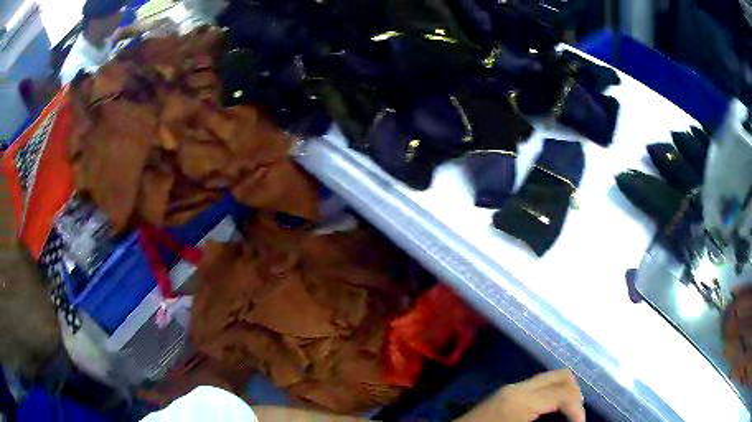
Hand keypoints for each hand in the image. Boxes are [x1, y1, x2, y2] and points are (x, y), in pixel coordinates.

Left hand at [459, 370, 585, 421]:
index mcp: (522, 400)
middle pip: (562, 376)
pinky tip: (551, 412)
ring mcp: (511, 388)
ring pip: (550, 378)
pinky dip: (551, 395)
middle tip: (575, 417)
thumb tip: (571, 420)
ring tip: (567, 415)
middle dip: (575, 395)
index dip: (578, 409)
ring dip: (564, 393)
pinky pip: (538, 386)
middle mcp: (519, 387)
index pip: (564, 393)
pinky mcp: (506, 394)